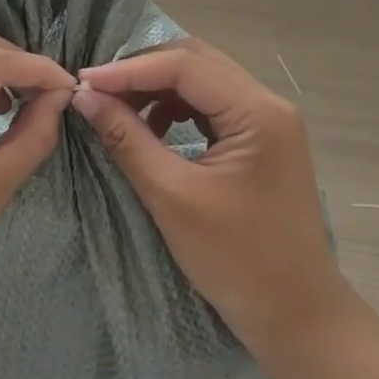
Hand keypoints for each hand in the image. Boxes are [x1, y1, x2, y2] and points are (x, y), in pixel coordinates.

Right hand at [71, 39, 339, 359]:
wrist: (295, 315)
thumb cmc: (236, 260)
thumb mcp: (172, 196)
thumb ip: (127, 138)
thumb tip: (85, 97)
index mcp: (257, 113)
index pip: (185, 66)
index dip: (129, 69)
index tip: (83, 82)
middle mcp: (268, 104)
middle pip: (195, 63)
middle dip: (142, 71)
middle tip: (96, 90)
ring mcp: (268, 121)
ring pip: (202, 81)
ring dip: (157, 88)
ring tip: (117, 108)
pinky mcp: (260, 140)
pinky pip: (210, 106)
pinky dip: (174, 108)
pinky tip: (151, 129)